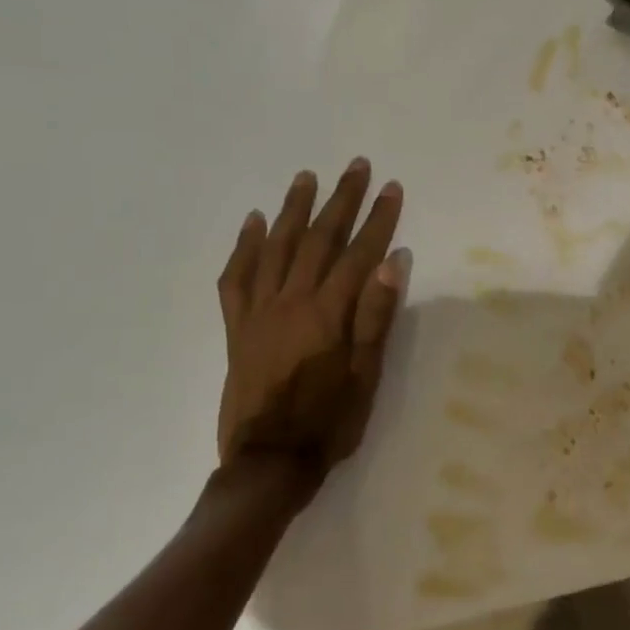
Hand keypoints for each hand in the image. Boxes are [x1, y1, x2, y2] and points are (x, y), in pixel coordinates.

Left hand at [214, 160, 409, 497]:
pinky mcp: (237, 327)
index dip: (378, 219)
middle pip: (318, 239)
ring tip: (306, 178)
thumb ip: (376, 316)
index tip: (391, 187)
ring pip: (275, 248)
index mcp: (328, 313)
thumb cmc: (328, 422)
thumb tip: (393, 262)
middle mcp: (291, 301)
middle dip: (340, 200)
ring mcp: (259, 311)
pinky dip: (244, 246)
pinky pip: (236, 277)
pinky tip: (252, 222)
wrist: (267, 463)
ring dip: (292, 209)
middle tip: (355, 166)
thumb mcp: (366, 375)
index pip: (359, 253)